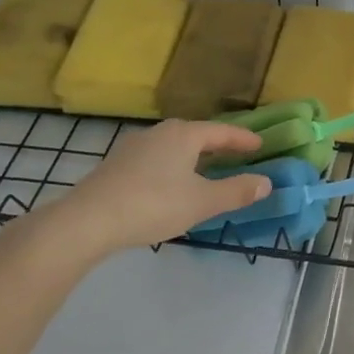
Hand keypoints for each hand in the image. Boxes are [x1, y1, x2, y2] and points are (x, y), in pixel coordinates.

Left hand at [26, 121, 272, 262]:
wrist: (86, 222)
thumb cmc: (153, 205)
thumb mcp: (202, 202)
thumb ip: (237, 191)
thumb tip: (267, 183)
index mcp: (183, 134)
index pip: (222, 131)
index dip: (243, 139)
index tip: (260, 145)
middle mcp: (159, 133)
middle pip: (197, 134)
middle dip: (219, 145)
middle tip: (237, 155)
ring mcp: (133, 147)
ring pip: (174, 147)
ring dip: (194, 156)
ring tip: (207, 170)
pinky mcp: (116, 166)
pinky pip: (156, 159)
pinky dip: (174, 166)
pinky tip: (173, 184)